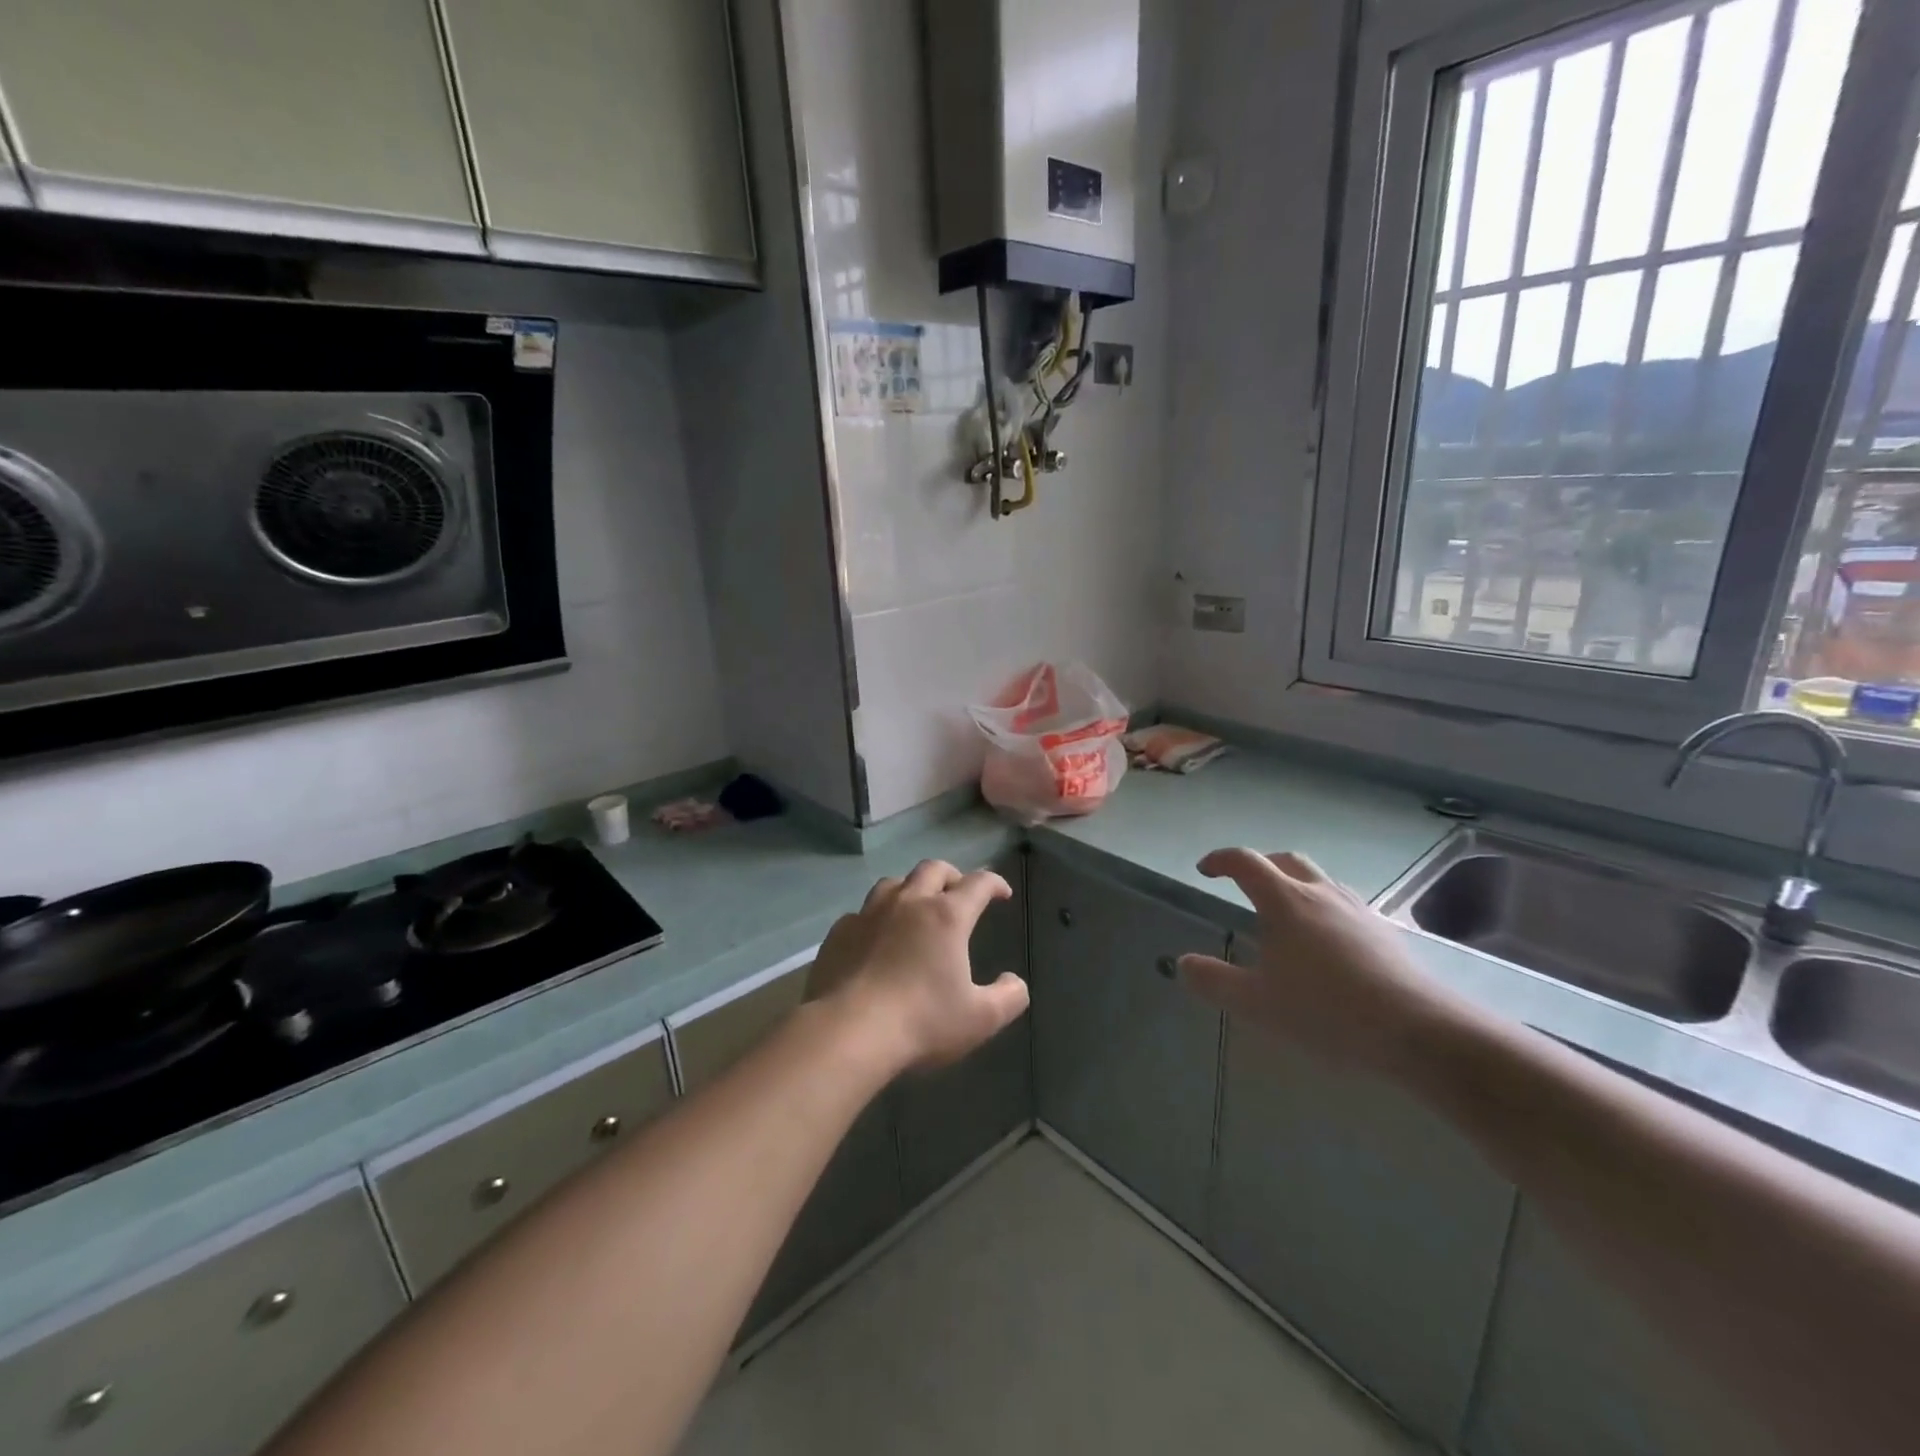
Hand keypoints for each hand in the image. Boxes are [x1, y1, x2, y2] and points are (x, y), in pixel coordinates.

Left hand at [808, 860, 1029, 1073]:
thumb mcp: (979, 1019)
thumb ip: (1008, 997)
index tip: (1002, 893)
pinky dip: (876, 917)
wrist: (848, 1032)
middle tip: (958, 892)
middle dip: (952, 875)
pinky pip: (861, 912)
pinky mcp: (839, 932)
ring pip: (894, 883)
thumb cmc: (921, 1022)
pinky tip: (875, 938)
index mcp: (947, 916)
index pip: (978, 884)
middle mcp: (908, 903)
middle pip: (933, 869)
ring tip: (916, 907)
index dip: (994, 883)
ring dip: (911, 889)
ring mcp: (869, 913)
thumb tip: (1015, 983)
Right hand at [1177, 849, 1475, 1081]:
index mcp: (1285, 901)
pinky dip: (1324, 907)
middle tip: (1244, 884)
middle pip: (1286, 860)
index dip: (1221, 860)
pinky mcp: (1385, 932)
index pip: (1246, 862)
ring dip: (1295, 883)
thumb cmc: (1326, 1011)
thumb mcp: (1257, 1003)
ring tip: (1285, 913)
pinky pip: (1345, 904)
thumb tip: (1183, 963)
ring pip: (1320, 879)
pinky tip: (1327, 942)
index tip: (1205, 870)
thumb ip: (1214, 980)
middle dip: (1260, 864)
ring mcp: (1357, 910)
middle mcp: (1321, 893)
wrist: (1418, 1031)